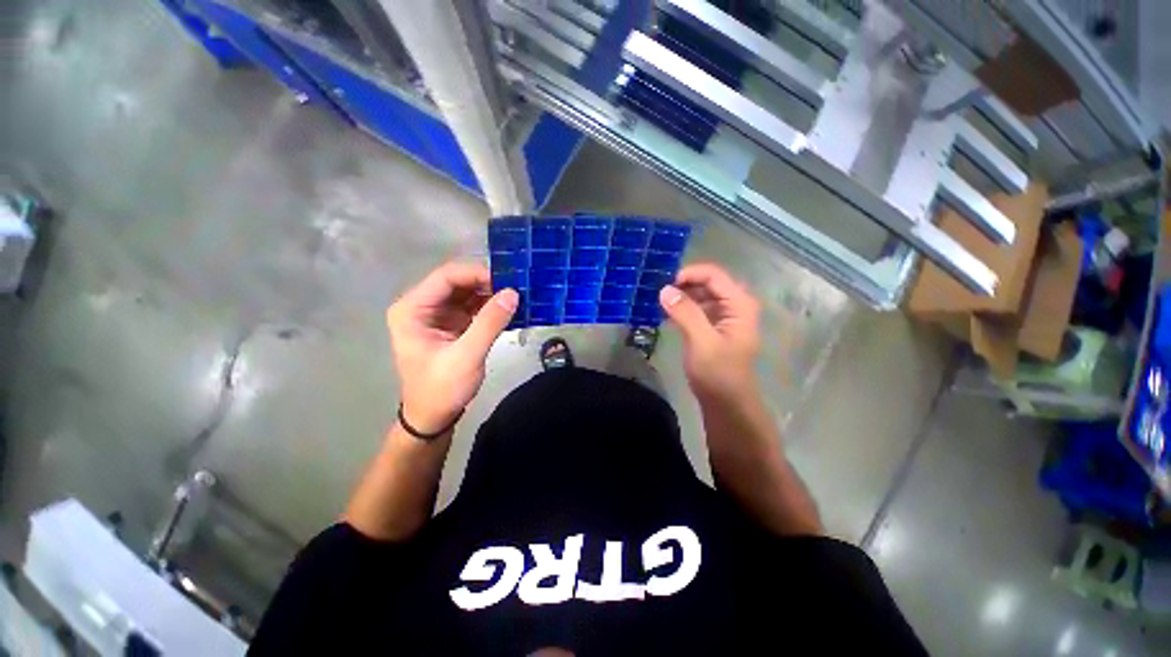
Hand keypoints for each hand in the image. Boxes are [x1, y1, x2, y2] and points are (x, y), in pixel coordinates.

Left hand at [387, 263, 517, 434]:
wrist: (433, 418)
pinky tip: (509, 310)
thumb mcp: (467, 355)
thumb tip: (513, 293)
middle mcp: (422, 306)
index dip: (477, 274)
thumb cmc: (442, 389)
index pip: (446, 277)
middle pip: (457, 283)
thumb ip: (490, 322)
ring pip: (467, 293)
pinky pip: (473, 308)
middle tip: (517, 289)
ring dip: (491, 295)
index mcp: (413, 309)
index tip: (508, 281)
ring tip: (518, 297)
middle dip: (487, 284)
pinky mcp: (451, 325)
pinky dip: (490, 308)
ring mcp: (437, 315)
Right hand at [659, 263, 760, 401]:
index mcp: (739, 305)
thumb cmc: (718, 373)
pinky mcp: (714, 327)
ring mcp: (725, 317)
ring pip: (702, 295)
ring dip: (682, 295)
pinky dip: (683, 308)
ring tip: (659, 301)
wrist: (726, 403)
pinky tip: (667, 313)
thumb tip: (664, 289)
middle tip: (659, 292)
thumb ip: (685, 313)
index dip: (689, 274)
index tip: (664, 284)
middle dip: (684, 284)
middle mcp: (734, 305)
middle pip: (708, 283)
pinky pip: (698, 309)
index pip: (714, 275)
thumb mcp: (701, 341)